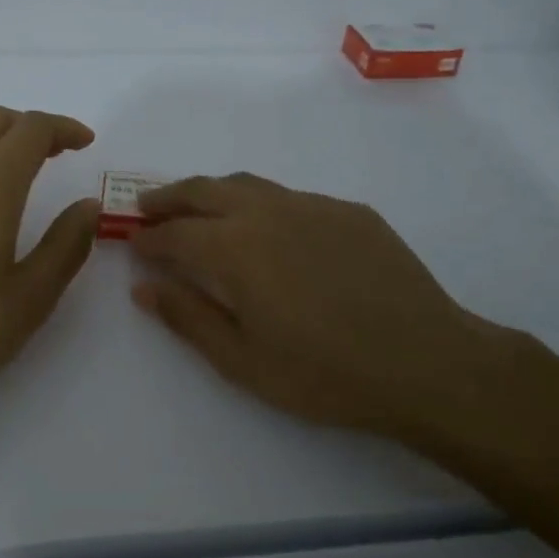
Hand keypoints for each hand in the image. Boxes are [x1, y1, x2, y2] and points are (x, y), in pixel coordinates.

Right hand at [130, 173, 524, 442]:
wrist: (425, 362)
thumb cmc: (323, 373)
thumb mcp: (242, 360)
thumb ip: (188, 318)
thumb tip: (143, 287)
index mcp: (233, 248)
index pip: (174, 233)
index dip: (148, 237)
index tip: (133, 242)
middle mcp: (266, 212)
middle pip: (203, 190)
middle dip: (170, 197)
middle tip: (149, 208)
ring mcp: (311, 205)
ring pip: (247, 184)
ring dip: (213, 192)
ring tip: (200, 208)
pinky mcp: (348, 211)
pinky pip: (291, 197)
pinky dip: (262, 204)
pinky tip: (271, 230)